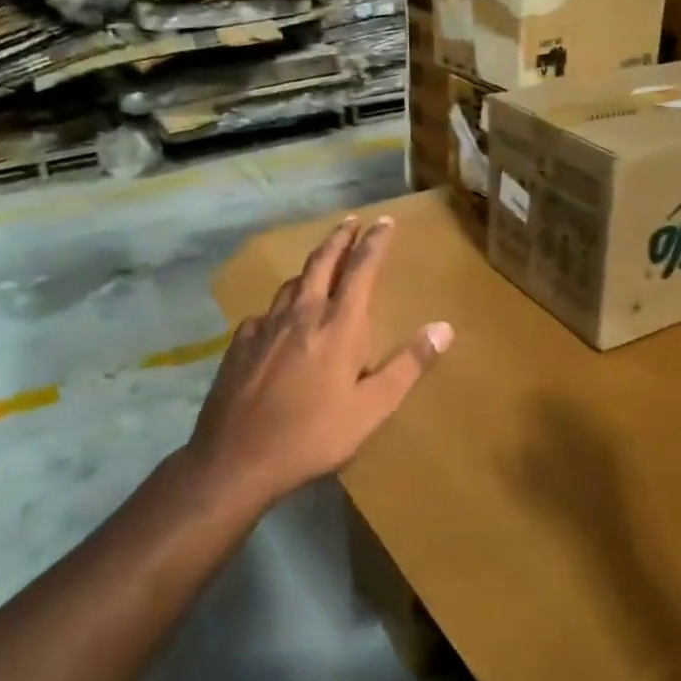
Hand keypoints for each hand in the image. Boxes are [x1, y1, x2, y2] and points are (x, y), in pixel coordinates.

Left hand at [185, 215, 452, 507]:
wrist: (235, 459)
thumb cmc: (313, 436)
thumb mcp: (373, 408)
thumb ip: (408, 365)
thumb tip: (444, 327)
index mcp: (339, 326)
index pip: (362, 269)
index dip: (375, 242)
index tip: (385, 221)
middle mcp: (302, 314)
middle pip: (323, 262)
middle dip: (340, 238)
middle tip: (352, 221)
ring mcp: (266, 326)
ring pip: (292, 282)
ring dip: (312, 264)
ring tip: (322, 259)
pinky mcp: (241, 342)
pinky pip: (268, 310)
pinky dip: (284, 300)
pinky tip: (281, 314)